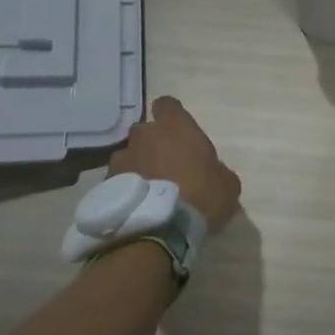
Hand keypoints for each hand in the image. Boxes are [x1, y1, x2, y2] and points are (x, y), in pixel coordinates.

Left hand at [109, 97, 239, 233]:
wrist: (162, 230)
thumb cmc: (201, 196)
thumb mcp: (227, 184)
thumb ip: (217, 169)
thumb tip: (212, 172)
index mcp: (176, 126)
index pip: (167, 104)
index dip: (171, 115)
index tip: (177, 130)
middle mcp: (145, 135)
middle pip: (145, 130)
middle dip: (151, 143)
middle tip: (164, 164)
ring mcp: (123, 158)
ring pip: (128, 155)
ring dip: (136, 165)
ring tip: (146, 189)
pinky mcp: (107, 183)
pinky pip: (117, 179)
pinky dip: (124, 188)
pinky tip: (134, 206)